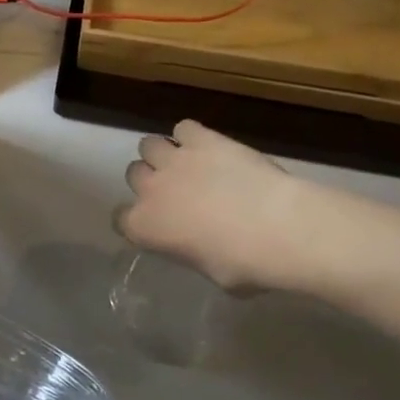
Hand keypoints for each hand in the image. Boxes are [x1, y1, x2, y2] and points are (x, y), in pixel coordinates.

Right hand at [117, 120, 308, 291]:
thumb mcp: (209, 271)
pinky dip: (192, 136)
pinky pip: (184, 128)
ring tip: (187, 165)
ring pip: (149, 144)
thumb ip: (192, 250)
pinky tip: (209, 148)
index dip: (136, 220)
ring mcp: (175, 159)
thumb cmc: (245, 265)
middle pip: (133, 174)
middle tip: (174, 192)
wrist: (279, 228)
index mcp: (146, 227)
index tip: (154, 224)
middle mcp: (151, 189)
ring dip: (163, 154)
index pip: (120, 219)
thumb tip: (201, 243)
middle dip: (149, 181)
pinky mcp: (203, 139)